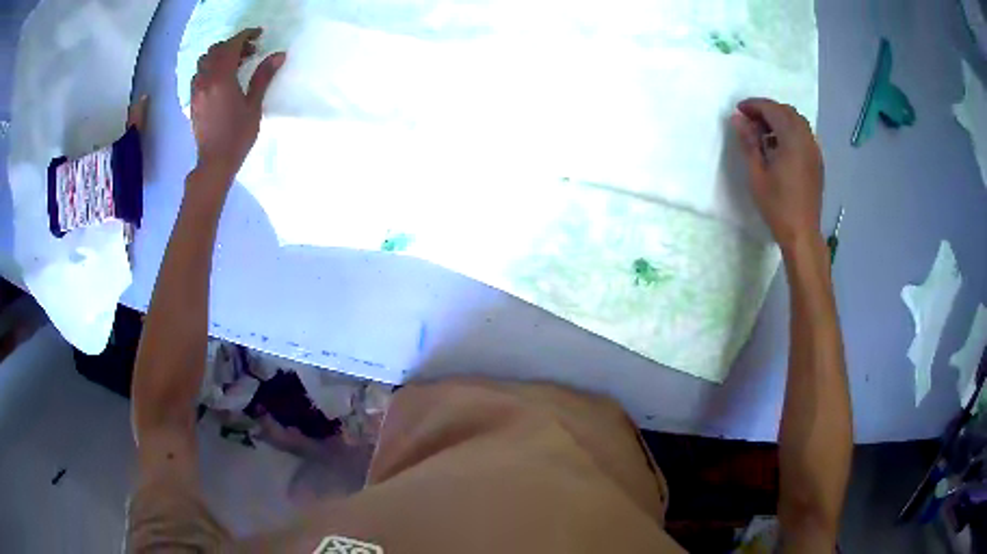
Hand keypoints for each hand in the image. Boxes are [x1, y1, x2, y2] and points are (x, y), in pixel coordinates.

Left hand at [190, 28, 284, 182]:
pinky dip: (211, 67)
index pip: (232, 46)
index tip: (259, 34)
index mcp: (221, 78)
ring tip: (235, 63)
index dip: (246, 35)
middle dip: (234, 44)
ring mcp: (197, 90)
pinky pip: (199, 73)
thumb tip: (278, 55)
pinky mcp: (193, 99)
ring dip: (220, 55)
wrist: (214, 162)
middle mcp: (206, 80)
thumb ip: (263, 77)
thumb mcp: (253, 105)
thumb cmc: (237, 135)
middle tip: (250, 51)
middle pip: (217, 50)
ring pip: (205, 60)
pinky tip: (221, 77)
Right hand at [732, 98, 823, 249]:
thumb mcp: (757, 174)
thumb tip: (738, 119)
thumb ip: (748, 142)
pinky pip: (804, 135)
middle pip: (786, 111)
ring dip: (779, 119)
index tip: (739, 110)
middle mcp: (806, 139)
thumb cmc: (777, 206)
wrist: (802, 233)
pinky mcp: (817, 161)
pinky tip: (779, 146)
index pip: (772, 110)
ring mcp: (814, 150)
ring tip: (763, 133)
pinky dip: (790, 131)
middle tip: (749, 120)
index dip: (754, 105)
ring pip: (797, 122)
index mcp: (792, 140)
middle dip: (767, 110)